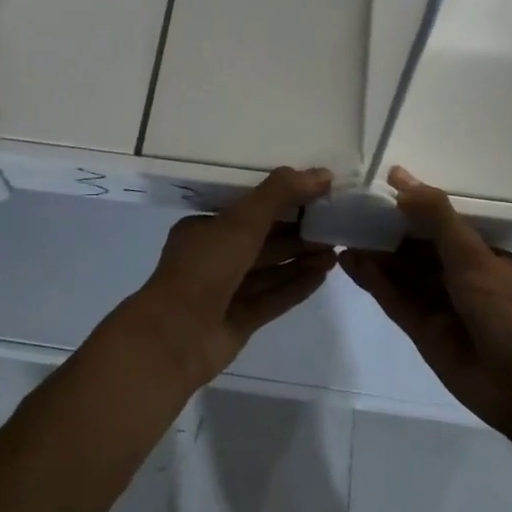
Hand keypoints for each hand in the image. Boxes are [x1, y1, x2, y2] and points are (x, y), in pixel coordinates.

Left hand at [123, 167, 336, 392]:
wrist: (175, 337)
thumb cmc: (204, 268)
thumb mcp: (242, 221)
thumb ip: (280, 194)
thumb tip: (322, 174)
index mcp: (204, 230)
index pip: (248, 212)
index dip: (282, 203)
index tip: (315, 198)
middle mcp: (213, 258)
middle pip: (262, 242)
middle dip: (297, 234)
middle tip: (333, 225)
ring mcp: (225, 292)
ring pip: (269, 271)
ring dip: (300, 260)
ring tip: (335, 250)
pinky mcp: (239, 320)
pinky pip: (273, 298)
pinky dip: (296, 286)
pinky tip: (323, 275)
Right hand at [341, 167, 511, 434]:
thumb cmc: (506, 310)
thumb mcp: (471, 255)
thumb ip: (435, 217)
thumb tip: (398, 177)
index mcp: (481, 255)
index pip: (439, 224)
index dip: (409, 208)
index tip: (374, 191)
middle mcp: (460, 277)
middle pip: (415, 249)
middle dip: (385, 232)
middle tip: (347, 212)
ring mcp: (440, 305)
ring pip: (401, 274)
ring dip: (374, 255)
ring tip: (340, 234)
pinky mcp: (422, 331)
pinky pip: (394, 300)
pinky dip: (373, 282)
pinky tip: (349, 263)